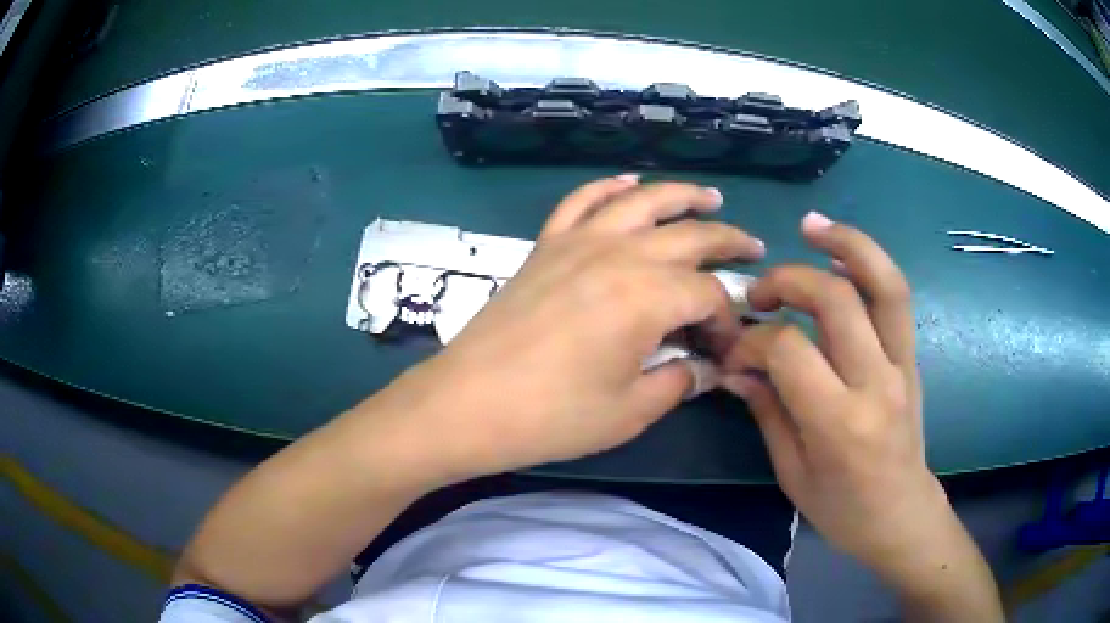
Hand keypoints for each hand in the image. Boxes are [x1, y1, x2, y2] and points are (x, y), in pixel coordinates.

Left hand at [379, 176, 764, 478]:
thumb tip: (708, 369)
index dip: (728, 319)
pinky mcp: (546, 244)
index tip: (727, 346)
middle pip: (690, 235)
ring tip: (711, 197)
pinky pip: (582, 201)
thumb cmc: (553, 416)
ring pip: (642, 201)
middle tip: (752, 248)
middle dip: (728, 242)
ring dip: (682, 196)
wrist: (468, 402)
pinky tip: (630, 183)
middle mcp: (621, 254)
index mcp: (649, 296)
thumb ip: (679, 382)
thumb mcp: (630, 410)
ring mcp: (579, 242)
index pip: (710, 294)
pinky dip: (609, 187)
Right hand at [720, 212, 947, 578]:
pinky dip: (869, 265)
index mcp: (839, 422)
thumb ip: (767, 409)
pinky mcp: (911, 357)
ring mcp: (901, 364)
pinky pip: (895, 298)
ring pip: (883, 283)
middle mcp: (876, 382)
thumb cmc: (841, 508)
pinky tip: (842, 256)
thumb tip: (736, 366)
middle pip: (835, 300)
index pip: (789, 349)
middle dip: (789, 281)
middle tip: (761, 292)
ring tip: (812, 225)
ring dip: (847, 244)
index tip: (735, 352)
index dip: (752, 340)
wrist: (900, 514)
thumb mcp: (792, 472)